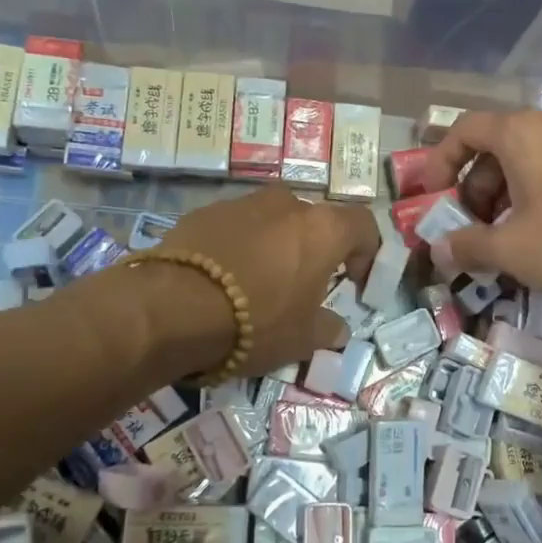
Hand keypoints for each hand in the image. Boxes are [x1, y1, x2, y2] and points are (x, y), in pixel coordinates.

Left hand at [159, 187, 379, 373]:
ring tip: (258, 284)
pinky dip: (238, 247)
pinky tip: (223, 280)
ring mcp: (242, 203)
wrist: (174, 308)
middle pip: (313, 221)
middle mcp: (286, 204)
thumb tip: (337, 329)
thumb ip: (327, 329)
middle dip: (314, 249)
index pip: (363, 225)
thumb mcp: (302, 339)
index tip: (354, 282)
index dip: (367, 252)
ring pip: (271, 221)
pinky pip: (234, 228)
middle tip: (303, 285)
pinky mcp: (203, 213)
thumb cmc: (256, 322)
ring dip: (274, 246)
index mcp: (322, 229)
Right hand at [417, 110, 541, 297]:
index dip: (440, 162)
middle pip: (493, 150)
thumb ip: (467, 247)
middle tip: (468, 229)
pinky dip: (533, 201)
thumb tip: (437, 250)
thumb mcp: (511, 249)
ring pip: (524, 165)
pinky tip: (539, 240)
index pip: (464, 130)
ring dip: (501, 200)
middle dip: (472, 191)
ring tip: (502, 242)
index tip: (432, 196)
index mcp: (519, 134)